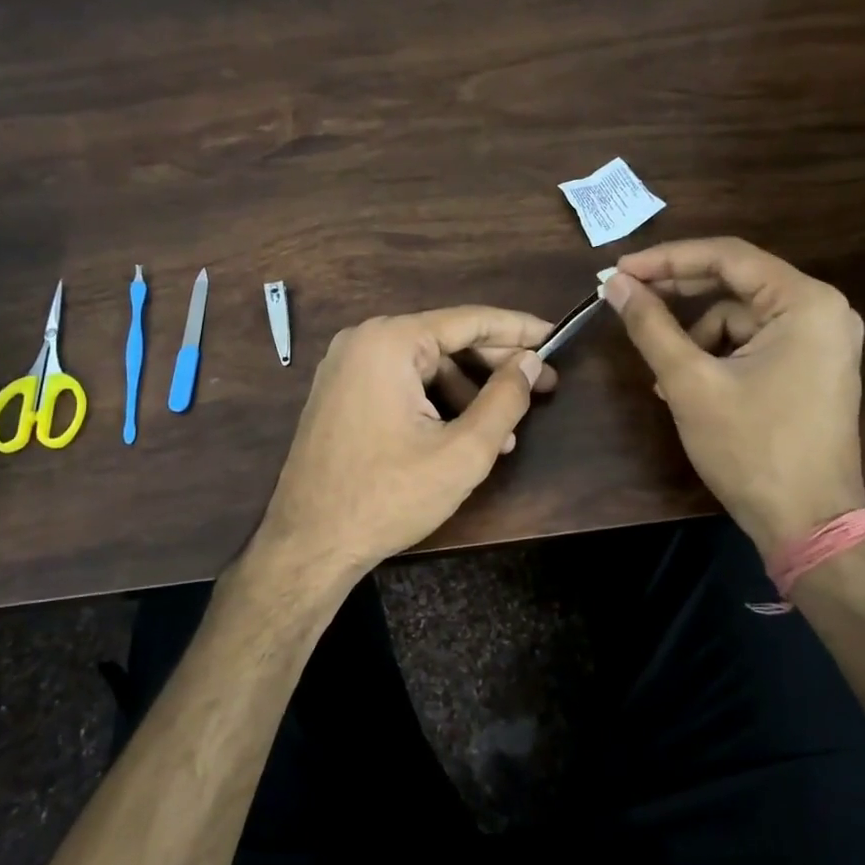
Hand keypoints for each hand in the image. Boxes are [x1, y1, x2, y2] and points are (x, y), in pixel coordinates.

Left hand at [250, 306, 556, 604]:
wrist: (308, 544)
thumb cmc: (388, 497)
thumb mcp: (462, 452)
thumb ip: (505, 400)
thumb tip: (530, 361)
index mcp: (389, 342)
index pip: (469, 320)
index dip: (518, 329)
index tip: (556, 337)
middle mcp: (363, 341)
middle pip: (446, 340)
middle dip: (497, 365)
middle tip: (544, 385)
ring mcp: (345, 366)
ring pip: (425, 365)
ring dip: (469, 392)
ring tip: (505, 431)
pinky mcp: (340, 393)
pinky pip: (400, 383)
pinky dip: (436, 401)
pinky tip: (463, 435)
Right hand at [605, 238, 864, 555]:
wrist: (807, 523)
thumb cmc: (751, 447)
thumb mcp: (690, 382)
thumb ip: (651, 326)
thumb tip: (616, 285)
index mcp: (806, 303)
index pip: (727, 257)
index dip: (667, 259)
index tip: (620, 270)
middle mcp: (822, 312)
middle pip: (735, 284)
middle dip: (678, 294)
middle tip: (626, 298)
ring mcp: (821, 343)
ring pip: (738, 320)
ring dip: (694, 339)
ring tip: (662, 378)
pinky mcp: (811, 369)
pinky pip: (753, 345)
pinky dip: (716, 359)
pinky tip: (686, 389)